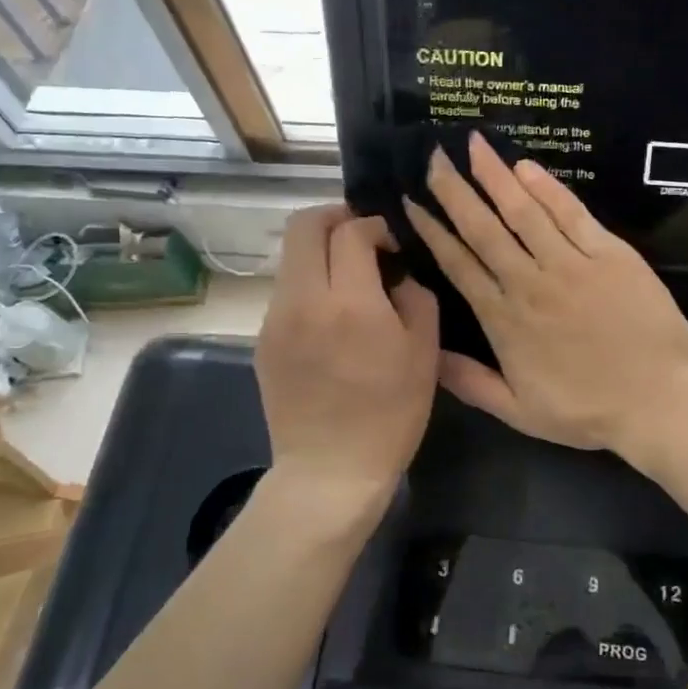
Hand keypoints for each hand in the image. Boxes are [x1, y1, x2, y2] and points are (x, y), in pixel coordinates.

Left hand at [256, 207, 438, 508]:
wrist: (330, 471)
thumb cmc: (390, 414)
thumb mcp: (424, 353)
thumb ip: (415, 297)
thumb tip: (396, 274)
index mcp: (350, 302)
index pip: (351, 231)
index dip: (375, 226)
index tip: (392, 243)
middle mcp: (303, 300)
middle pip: (303, 226)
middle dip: (335, 218)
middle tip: (363, 237)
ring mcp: (275, 319)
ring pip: (291, 258)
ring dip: (321, 254)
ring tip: (351, 280)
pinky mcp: (263, 340)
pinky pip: (287, 293)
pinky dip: (311, 286)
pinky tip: (332, 318)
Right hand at [404, 134, 687, 455]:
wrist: (658, 400)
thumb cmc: (588, 411)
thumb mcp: (519, 412)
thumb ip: (471, 382)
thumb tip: (428, 355)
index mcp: (504, 319)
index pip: (459, 264)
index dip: (434, 230)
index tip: (413, 202)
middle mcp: (529, 283)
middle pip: (484, 229)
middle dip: (456, 191)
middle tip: (434, 157)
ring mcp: (571, 264)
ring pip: (524, 213)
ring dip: (497, 178)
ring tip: (475, 146)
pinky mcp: (610, 254)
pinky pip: (572, 214)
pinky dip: (549, 189)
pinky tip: (527, 168)